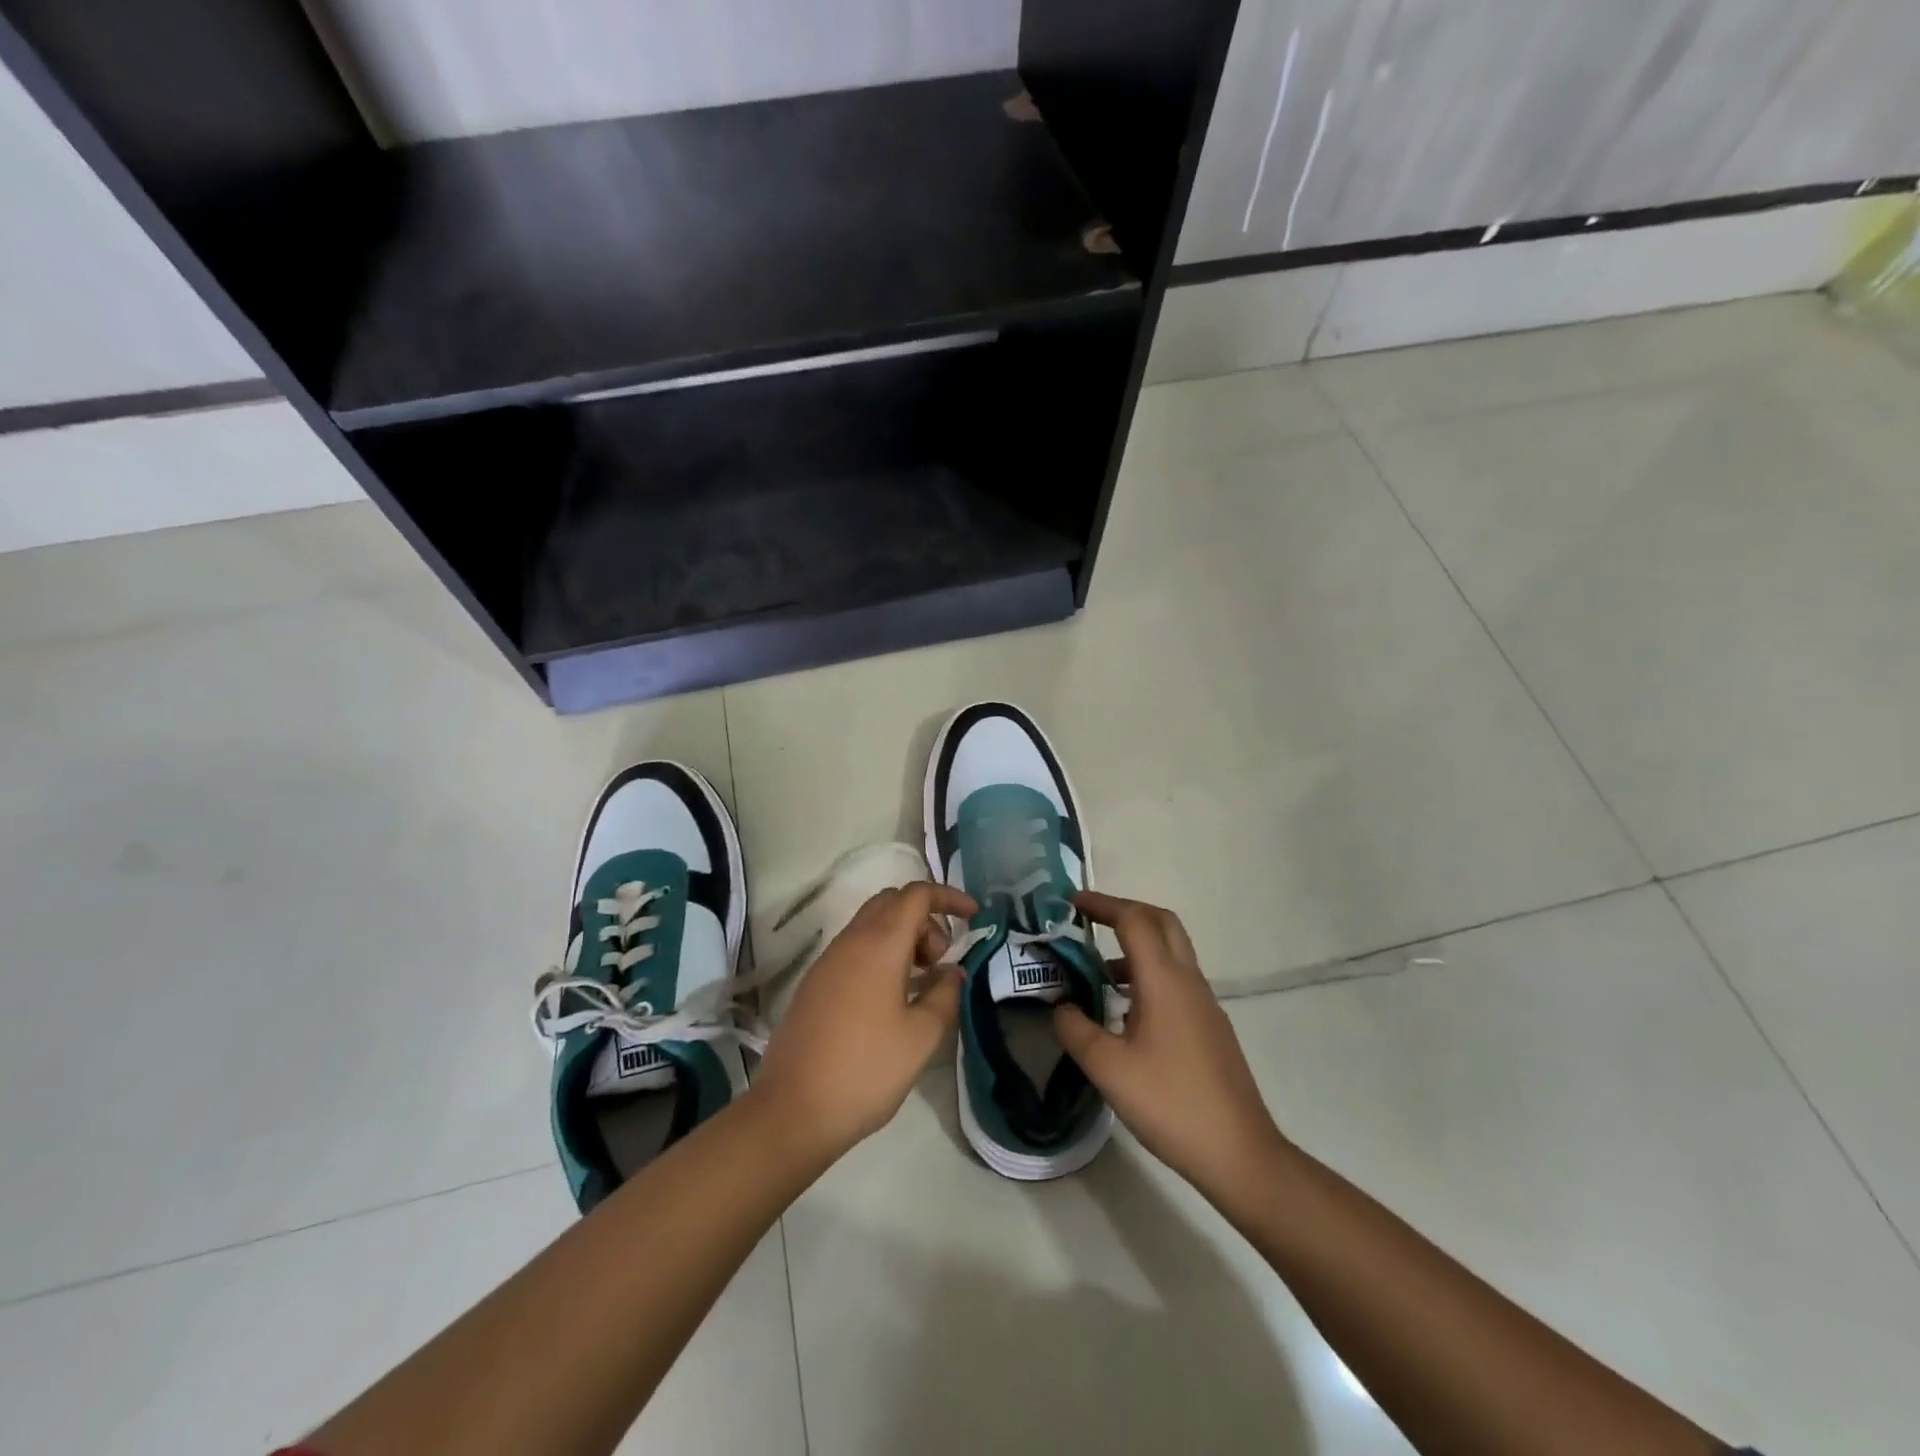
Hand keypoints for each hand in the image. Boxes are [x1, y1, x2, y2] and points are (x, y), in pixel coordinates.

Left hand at [751, 881, 976, 1160]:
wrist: (791, 1110)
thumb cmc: (865, 1070)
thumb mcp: (921, 1037)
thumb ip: (945, 995)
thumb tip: (952, 972)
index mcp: (879, 944)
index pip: (916, 894)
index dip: (949, 897)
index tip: (974, 917)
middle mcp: (850, 941)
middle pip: (892, 902)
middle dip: (925, 918)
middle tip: (941, 959)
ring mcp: (827, 961)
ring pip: (871, 924)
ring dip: (903, 937)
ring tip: (920, 981)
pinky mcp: (815, 983)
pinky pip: (855, 948)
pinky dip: (881, 954)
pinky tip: (891, 998)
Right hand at [1053, 892, 1285, 1197]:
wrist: (1239, 1153)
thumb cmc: (1170, 1104)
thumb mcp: (1108, 1068)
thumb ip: (1076, 1029)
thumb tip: (1062, 1005)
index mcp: (1164, 980)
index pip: (1134, 920)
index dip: (1102, 904)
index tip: (1071, 902)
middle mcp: (1188, 980)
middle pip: (1161, 922)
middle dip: (1125, 912)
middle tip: (1090, 920)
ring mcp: (1204, 1003)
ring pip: (1171, 952)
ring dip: (1136, 945)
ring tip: (1096, 970)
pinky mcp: (1210, 1026)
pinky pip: (1176, 980)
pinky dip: (1147, 974)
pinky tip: (1125, 1011)